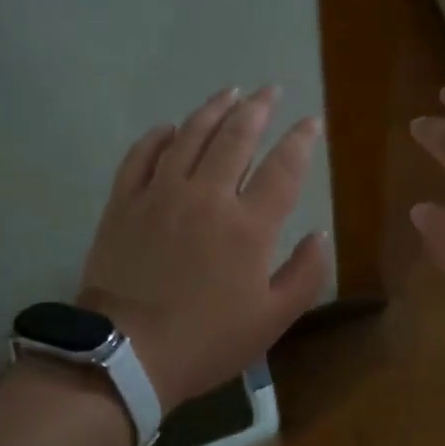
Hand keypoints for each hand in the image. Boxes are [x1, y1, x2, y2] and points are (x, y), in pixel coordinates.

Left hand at [78, 86, 329, 410]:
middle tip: (269, 90)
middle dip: (257, 108)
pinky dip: (158, 136)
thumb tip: (319, 234)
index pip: (282, 167)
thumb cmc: (206, 340)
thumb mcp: (272, 320)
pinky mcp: (125, 202)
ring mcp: (161, 194)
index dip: (300, 139)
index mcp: (248, 225)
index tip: (311, 121)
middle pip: (236, 137)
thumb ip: (305, 274)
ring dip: (213, 110)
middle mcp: (207, 196)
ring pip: (190, 135)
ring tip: (229, 92)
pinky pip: (142, 155)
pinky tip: (169, 127)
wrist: (125, 355)